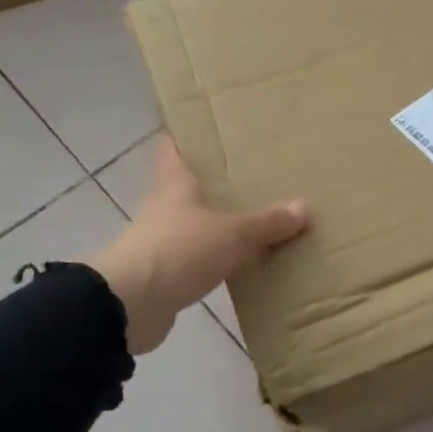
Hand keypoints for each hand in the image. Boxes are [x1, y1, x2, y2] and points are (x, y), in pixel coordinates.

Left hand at [89, 136, 308, 354]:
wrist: (130, 307)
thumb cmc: (177, 250)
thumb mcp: (231, 234)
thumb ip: (266, 223)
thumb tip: (303, 207)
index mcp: (174, 187)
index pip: (172, 150)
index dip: (183, 135)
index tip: (201, 124)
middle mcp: (164, 210)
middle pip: (187, 189)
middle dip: (213, 183)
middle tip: (249, 173)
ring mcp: (162, 244)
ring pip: (195, 225)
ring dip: (218, 224)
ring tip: (255, 218)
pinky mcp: (165, 277)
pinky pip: (199, 261)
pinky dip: (218, 259)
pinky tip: (243, 262)